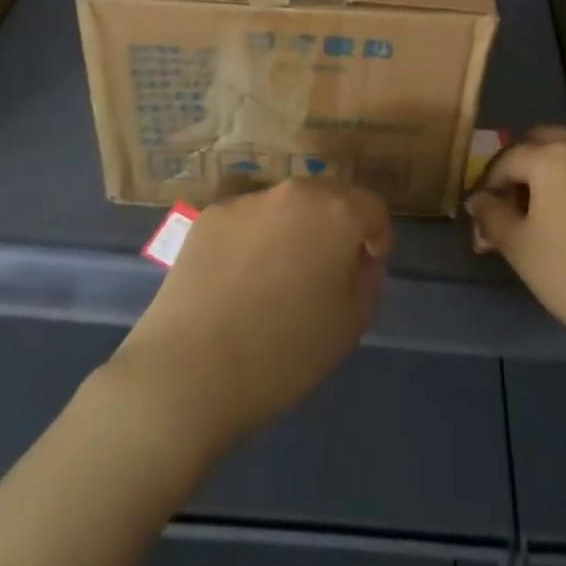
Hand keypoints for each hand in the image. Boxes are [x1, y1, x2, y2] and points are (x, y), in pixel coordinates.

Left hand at [110, 179, 391, 453]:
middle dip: (335, 226)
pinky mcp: (209, 217)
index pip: (371, 207)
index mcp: (336, 212)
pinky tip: (238, 281)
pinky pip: (246, 221)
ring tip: (276, 277)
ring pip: (284, 208)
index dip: (376, 236)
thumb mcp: (351, 325)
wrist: (189, 372)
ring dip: (292, 230)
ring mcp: (247, 201)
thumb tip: (358, 258)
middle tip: (326, 269)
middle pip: (328, 197)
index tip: (367, 266)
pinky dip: (252, 240)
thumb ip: (366, 279)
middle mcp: (293, 193)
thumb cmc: (284, 354)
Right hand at [465, 125, 565, 364]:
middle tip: (506, 203)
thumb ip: (492, 217)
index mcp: (551, 155)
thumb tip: (478, 201)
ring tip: (535, 212)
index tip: (481, 218)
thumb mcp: (520, 248)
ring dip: (545, 169)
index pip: (506, 159)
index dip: (488, 186)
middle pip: (539, 140)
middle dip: (517, 165)